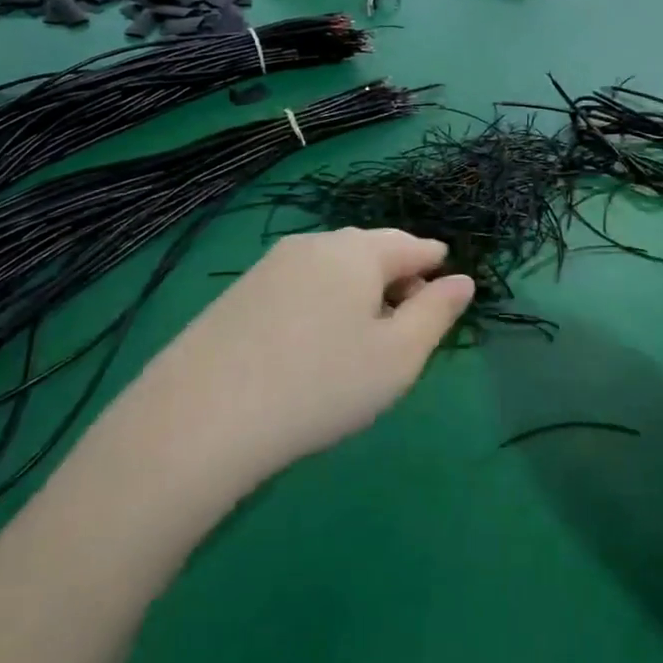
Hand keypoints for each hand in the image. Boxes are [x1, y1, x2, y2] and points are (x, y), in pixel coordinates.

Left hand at [138, 229, 474, 480]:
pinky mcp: (239, 292)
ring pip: (332, 267)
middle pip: (371, 250)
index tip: (445, 289)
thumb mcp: (398, 357)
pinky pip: (300, 285)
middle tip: (408, 323)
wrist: (200, 418)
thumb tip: (462, 281)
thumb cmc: (321, 385)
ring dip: (358, 291)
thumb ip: (436, 314)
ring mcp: (271, 265)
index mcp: (359, 251)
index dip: (435, 265)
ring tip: (363, 336)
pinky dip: (322, 302)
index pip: (413, 245)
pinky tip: (313, 343)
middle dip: (397, 278)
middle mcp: (315, 244)